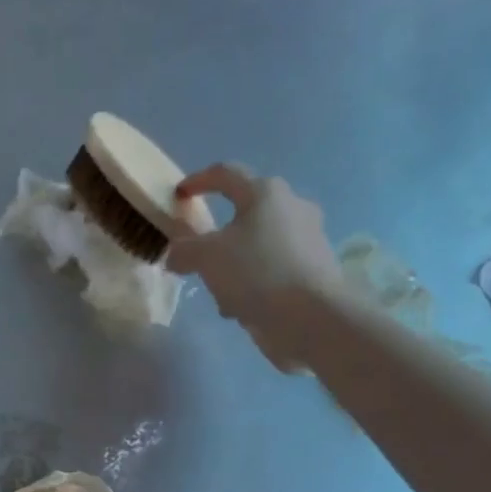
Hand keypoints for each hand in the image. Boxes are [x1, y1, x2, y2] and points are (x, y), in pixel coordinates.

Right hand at [165, 162, 345, 371]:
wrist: (312, 317)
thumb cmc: (256, 272)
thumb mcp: (206, 257)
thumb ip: (184, 250)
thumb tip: (176, 255)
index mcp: (265, 193)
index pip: (226, 174)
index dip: (198, 181)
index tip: (179, 195)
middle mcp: (292, 207)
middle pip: (245, 213)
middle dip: (219, 235)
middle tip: (199, 255)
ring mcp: (308, 239)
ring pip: (258, 246)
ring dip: (235, 265)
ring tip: (219, 292)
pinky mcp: (314, 270)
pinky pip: (273, 270)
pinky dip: (254, 284)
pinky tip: (242, 307)